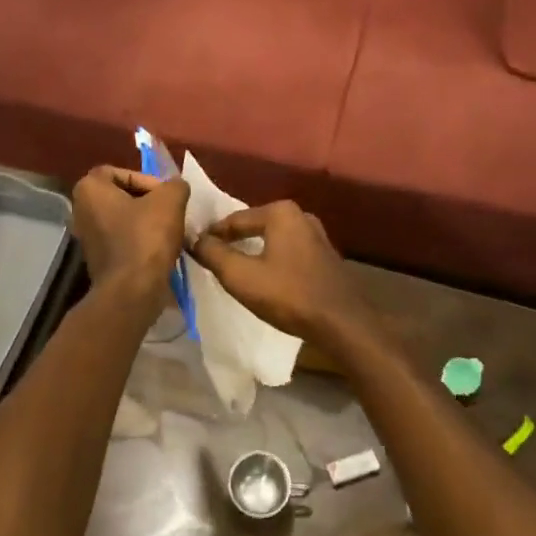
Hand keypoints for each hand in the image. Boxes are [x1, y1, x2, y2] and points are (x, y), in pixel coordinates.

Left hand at [70, 167, 189, 305]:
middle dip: (149, 202)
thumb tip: (176, 187)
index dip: (147, 180)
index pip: (122, 172)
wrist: (132, 291)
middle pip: (122, 196)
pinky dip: (141, 242)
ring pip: (124, 219)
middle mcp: (80, 210)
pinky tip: (160, 250)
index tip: (164, 196)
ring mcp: (87, 238)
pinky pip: (123, 240)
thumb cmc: (146, 238)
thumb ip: (175, 185)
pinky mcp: (98, 260)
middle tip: (170, 211)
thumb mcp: (170, 200)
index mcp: (89, 189)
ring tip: (170, 231)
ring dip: (147, 223)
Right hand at [189, 201, 374, 348]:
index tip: (193, 248)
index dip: (211, 235)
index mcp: (280, 212)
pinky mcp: (325, 256)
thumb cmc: (288, 294)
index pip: (234, 220)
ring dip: (253, 252)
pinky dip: (272, 260)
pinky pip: (288, 251)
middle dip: (233, 241)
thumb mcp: (241, 277)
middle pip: (254, 226)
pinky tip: (264, 278)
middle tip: (211, 258)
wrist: (342, 323)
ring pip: (272, 240)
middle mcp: (300, 215)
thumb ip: (213, 254)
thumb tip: (194, 239)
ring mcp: (317, 235)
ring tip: (234, 269)